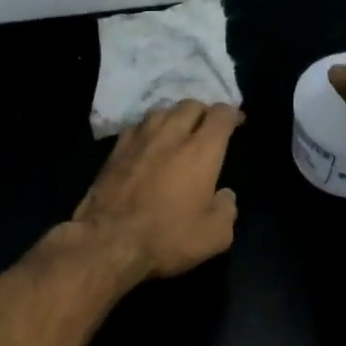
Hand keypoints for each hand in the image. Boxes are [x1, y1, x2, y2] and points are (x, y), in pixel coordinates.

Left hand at [69, 101, 242, 279]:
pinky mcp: (115, 149)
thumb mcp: (215, 236)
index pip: (220, 114)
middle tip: (207, 128)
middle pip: (190, 104)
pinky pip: (137, 126)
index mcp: (201, 151)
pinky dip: (149, 129)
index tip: (236, 122)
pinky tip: (148, 143)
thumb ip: (227, 210)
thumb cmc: (167, 238)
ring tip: (177, 131)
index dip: (232, 114)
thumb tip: (225, 196)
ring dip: (174, 116)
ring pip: (162, 110)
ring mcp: (140, 139)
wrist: (109, 241)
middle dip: (203, 112)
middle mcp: (171, 135)